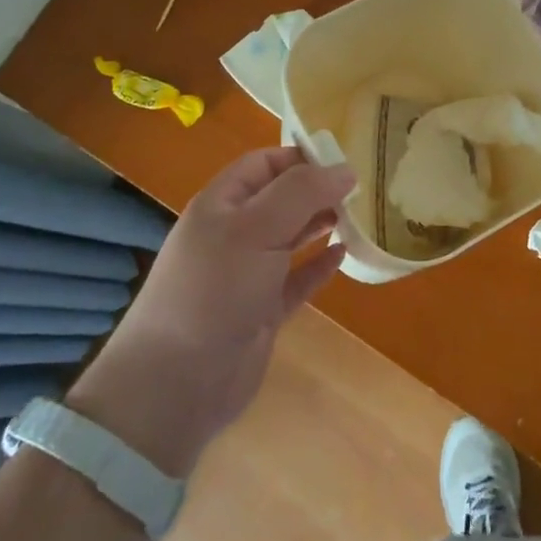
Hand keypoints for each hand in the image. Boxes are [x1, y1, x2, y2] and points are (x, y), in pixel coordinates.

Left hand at [68, 148, 354, 475]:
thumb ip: (301, 193)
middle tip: (363, 190)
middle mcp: (234, 233)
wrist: (177, 383)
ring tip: (360, 216)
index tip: (345, 160)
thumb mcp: (256, 229)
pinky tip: (344, 256)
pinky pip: (297, 279)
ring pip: (291, 237)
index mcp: (222, 204)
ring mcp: (248, 273)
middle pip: (281, 198)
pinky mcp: (262, 310)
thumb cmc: (214, 290)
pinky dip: (319, 266)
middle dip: (318, 190)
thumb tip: (345, 169)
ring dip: (322, 224)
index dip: (301, 157)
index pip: (264, 163)